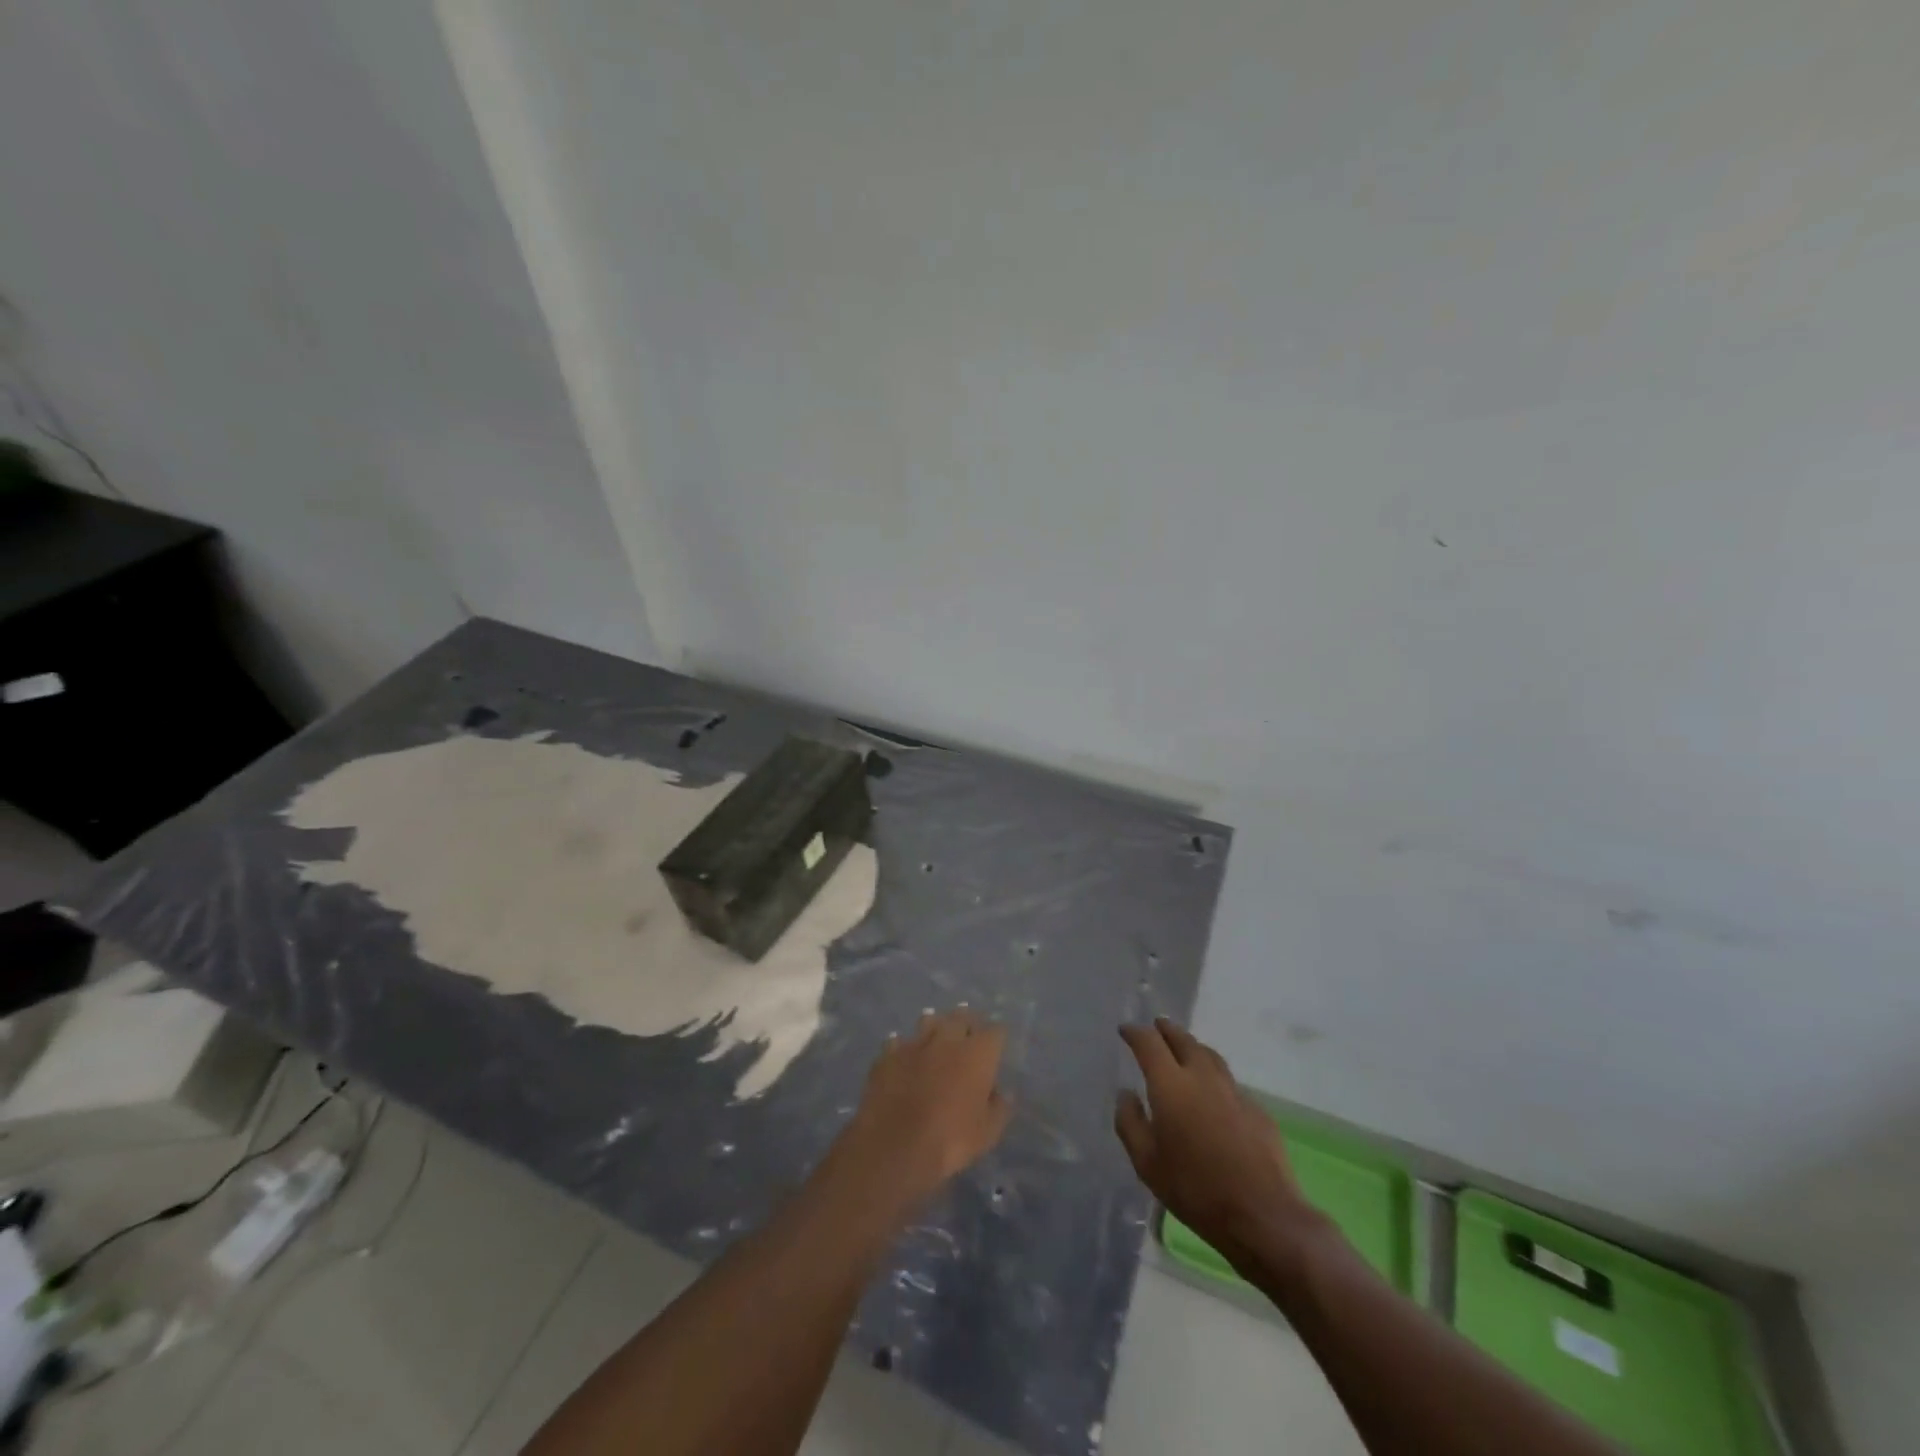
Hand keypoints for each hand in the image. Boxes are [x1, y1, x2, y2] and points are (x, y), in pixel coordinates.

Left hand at [835, 1009, 1013, 1214]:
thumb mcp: (987, 1133)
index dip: (996, 1036)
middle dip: (966, 1022)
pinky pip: (898, 1042)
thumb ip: (998, 1108)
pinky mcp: (888, 1055)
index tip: (996, 1044)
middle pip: (960, 1017)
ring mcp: (915, 1044)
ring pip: (928, 1021)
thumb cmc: (950, 1139)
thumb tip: (1001, 1093)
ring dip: (935, 1025)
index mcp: (977, 1054)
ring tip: (936, 1032)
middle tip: (967, 1031)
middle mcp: (948, 1039)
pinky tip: (902, 1052)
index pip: (995, 1031)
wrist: (896, 1145)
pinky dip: (903, 1046)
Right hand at [1115, 1019, 1319, 1270]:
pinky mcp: (1257, 1110)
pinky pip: (1229, 1083)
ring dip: (1193, 1047)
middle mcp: (1202, 1077)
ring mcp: (1234, 1091)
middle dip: (1167, 1030)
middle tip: (1157, 1026)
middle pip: (1183, 1040)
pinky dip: (1214, 1078)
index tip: (1125, 1030)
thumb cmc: (1195, 1189)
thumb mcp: (1146, 1163)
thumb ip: (1130, 1123)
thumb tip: (1126, 1094)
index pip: (1149, 1043)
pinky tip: (1213, 1094)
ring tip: (1185, 1050)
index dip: (1135, 1032)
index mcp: (1170, 1084)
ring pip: (1210, 1056)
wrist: (1263, 1215)